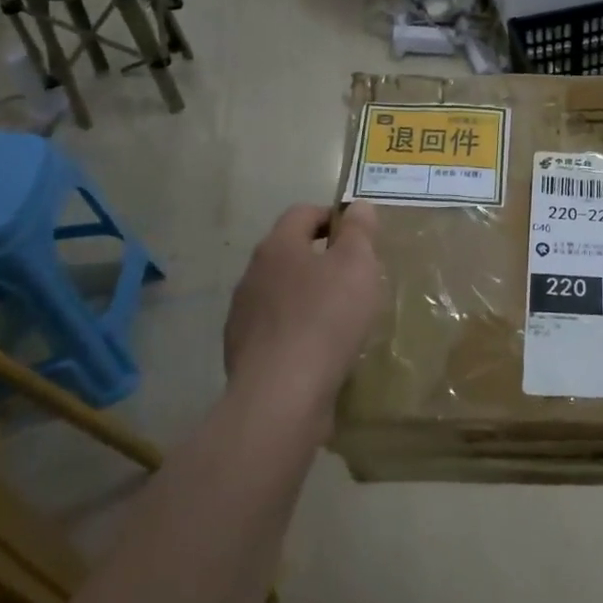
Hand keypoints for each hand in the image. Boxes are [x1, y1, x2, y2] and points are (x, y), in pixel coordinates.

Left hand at [223, 202, 384, 427]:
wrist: (281, 395)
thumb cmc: (325, 319)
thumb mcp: (356, 265)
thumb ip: (359, 231)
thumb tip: (358, 206)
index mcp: (278, 247)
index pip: (302, 213)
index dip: (331, 216)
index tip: (358, 234)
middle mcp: (252, 275)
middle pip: (289, 254)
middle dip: (320, 260)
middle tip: (355, 277)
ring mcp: (243, 316)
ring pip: (280, 294)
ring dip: (306, 298)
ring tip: (339, 318)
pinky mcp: (243, 354)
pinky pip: (276, 331)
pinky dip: (296, 333)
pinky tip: (319, 352)